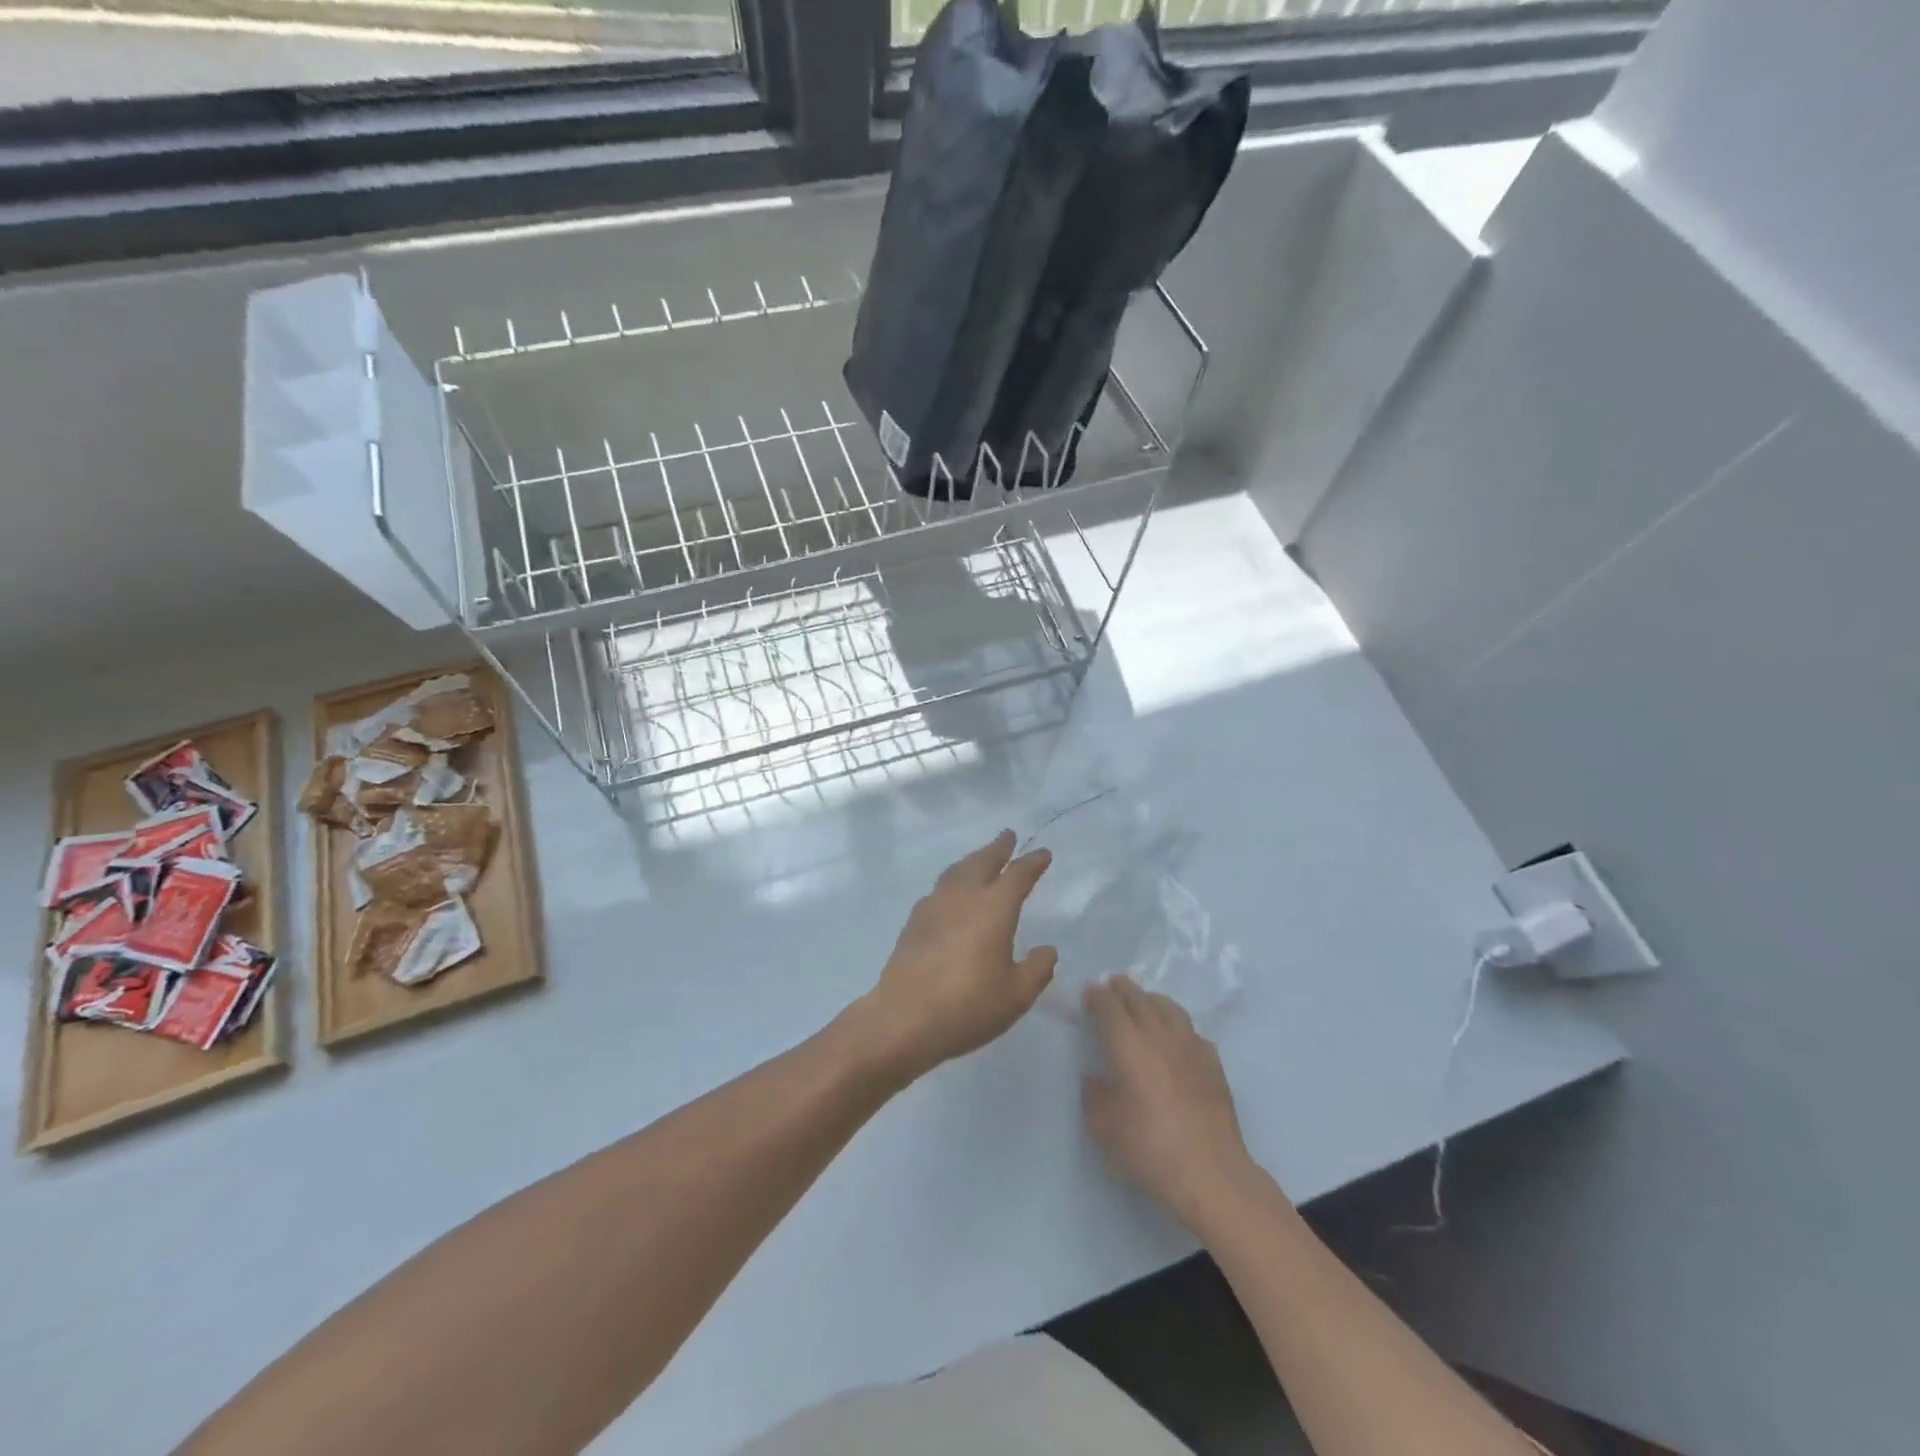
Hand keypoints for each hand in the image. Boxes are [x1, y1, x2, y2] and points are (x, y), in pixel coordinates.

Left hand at [855, 830, 1057, 1080]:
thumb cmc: (968, 1005)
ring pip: (956, 871)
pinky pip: (938, 890)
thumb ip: (1037, 969)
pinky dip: (951, 882)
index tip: (1043, 853)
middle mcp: (963, 897)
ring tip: (980, 858)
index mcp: (994, 908)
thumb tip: (1047, 950)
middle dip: (998, 848)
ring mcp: (934, 907)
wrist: (904, 1018)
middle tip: (1008, 836)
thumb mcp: (1017, 995)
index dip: (1032, 863)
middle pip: (982, 861)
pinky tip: (950, 895)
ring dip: (972, 860)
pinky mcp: (913, 922)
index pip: (1018, 875)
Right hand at [1083, 976, 1254, 1225]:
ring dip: (1151, 999)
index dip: (1097, 996)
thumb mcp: (1105, 1127)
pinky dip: (1176, 1024)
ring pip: (1169, 1008)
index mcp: (1128, 1045)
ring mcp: (1190, 1046)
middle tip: (1112, 984)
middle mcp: (1159, 1035)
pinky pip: (1190, 1031)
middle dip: (1123, 988)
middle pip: (1139, 999)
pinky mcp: (1213, 1063)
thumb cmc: (1150, 1148)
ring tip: (1143, 1000)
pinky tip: (1175, 1037)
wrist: (1211, 1172)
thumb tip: (1096, 1078)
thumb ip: (1095, 1096)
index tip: (1088, 991)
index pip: (1109, 1007)